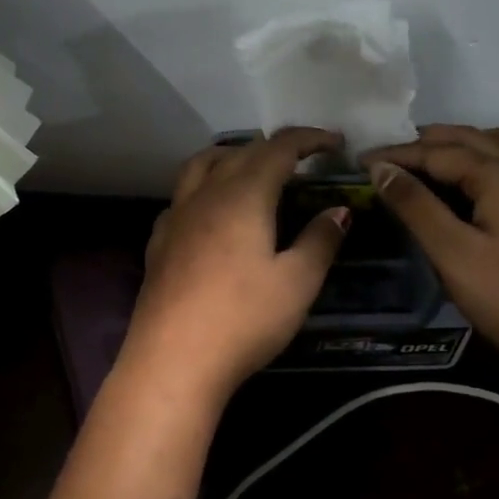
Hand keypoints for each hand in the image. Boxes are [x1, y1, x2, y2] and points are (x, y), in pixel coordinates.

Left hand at [123, 128, 349, 403]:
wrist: (172, 359)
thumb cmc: (243, 319)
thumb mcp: (297, 283)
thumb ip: (320, 241)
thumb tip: (339, 210)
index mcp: (244, 194)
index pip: (279, 148)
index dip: (309, 139)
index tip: (335, 142)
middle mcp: (207, 193)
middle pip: (242, 152)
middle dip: (276, 147)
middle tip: (304, 159)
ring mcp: (177, 215)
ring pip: (203, 164)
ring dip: (232, 156)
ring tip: (252, 167)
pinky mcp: (159, 240)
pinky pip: (183, 194)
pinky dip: (205, 186)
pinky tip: (211, 211)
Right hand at [362, 125, 498, 374]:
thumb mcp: (450, 250)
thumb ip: (415, 204)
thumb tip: (381, 167)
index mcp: (498, 175)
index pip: (437, 153)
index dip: (398, 155)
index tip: (362, 160)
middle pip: (470, 141)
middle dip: (426, 142)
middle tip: (390, 153)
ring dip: (468, 140)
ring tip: (438, 149)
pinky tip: (494, 168)